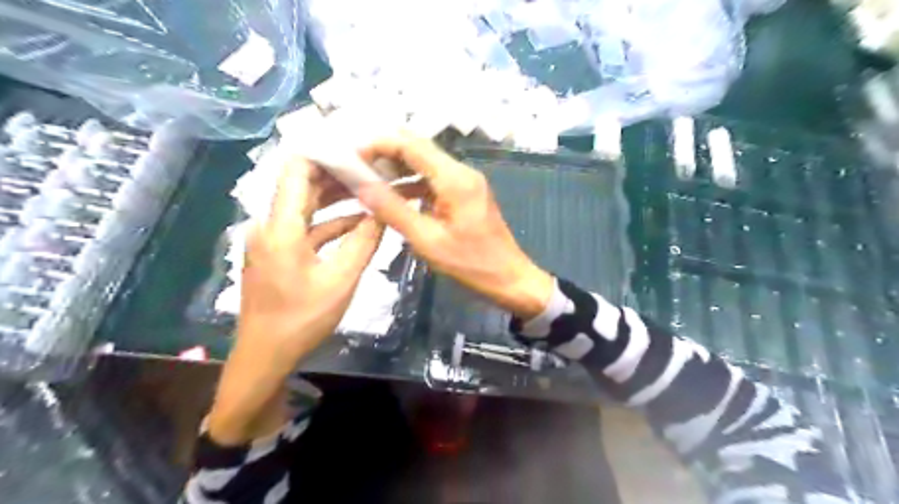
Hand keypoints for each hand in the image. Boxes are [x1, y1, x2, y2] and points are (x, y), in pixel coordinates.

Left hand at [234, 158, 382, 364]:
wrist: (265, 354)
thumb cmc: (301, 319)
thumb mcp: (341, 281)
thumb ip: (364, 242)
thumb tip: (384, 210)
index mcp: (281, 226)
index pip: (297, 169)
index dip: (326, 153)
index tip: (360, 148)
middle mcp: (272, 224)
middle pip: (303, 184)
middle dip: (339, 173)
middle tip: (375, 167)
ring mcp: (274, 238)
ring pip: (307, 205)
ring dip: (338, 197)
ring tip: (372, 188)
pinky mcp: (279, 251)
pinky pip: (307, 226)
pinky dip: (332, 222)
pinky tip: (359, 222)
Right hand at [359, 134, 555, 317]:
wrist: (509, 277)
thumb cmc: (470, 263)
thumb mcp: (427, 240)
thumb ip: (393, 210)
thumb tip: (360, 185)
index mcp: (454, 178)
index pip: (411, 145)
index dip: (378, 144)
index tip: (351, 155)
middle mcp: (461, 171)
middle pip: (418, 148)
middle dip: (385, 153)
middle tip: (356, 167)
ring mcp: (466, 181)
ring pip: (426, 163)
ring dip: (398, 168)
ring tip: (368, 180)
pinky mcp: (466, 193)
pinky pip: (434, 180)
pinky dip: (413, 183)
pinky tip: (394, 196)